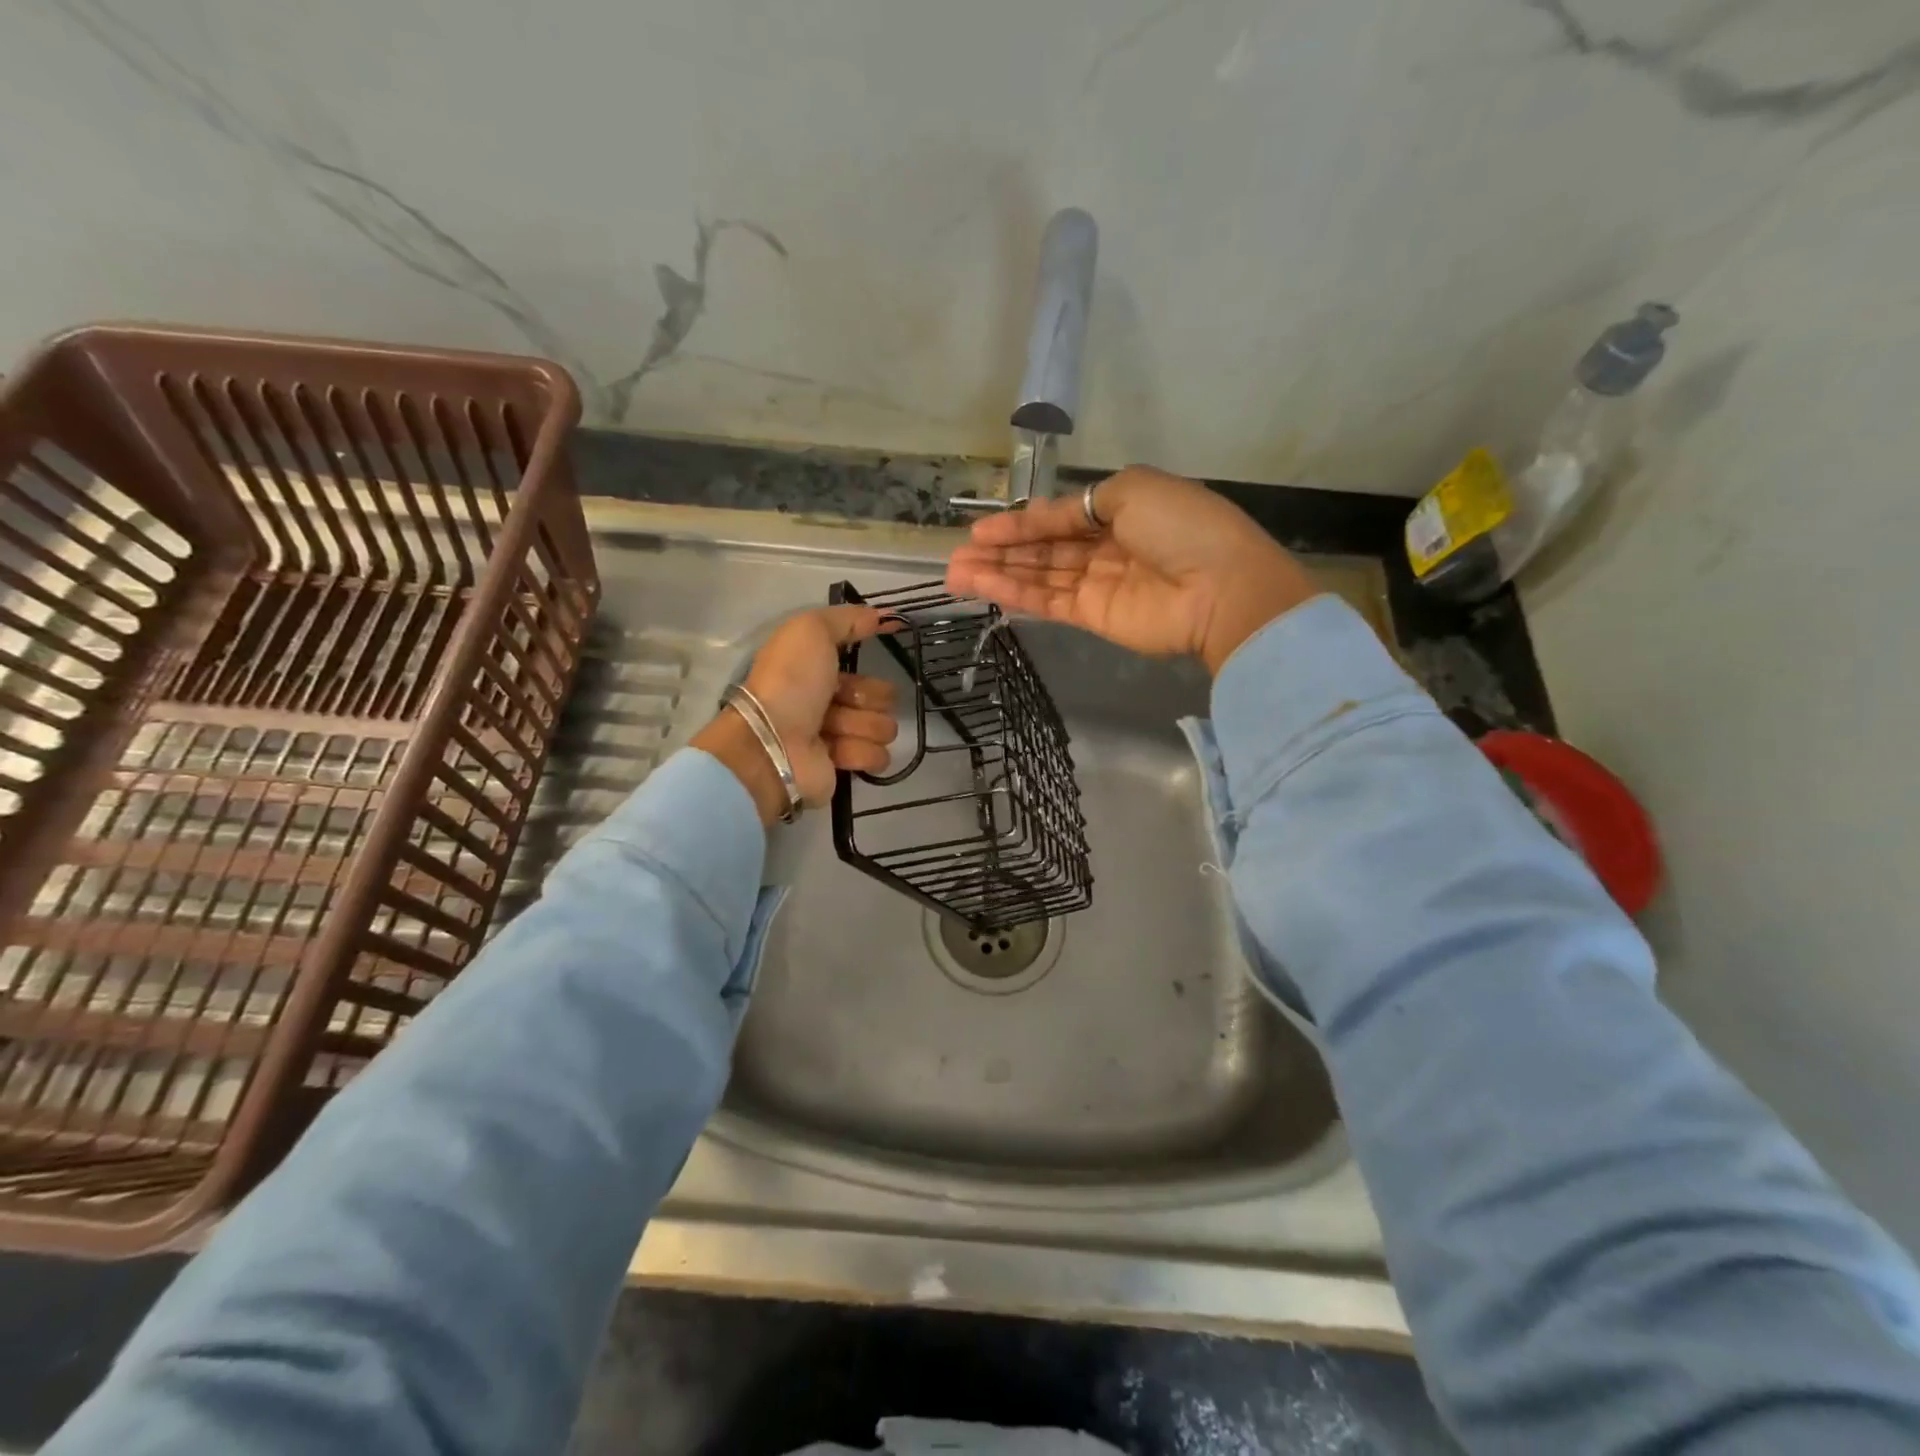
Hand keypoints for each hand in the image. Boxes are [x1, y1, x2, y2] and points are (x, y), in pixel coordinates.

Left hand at [692, 606, 898, 825]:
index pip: (864, 665)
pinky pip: (877, 756)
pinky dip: (861, 752)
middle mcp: (829, 702)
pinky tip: (838, 751)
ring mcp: (838, 737)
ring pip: (883, 727)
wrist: (772, 744)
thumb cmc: (789, 683)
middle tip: (843, 702)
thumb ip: (847, 619)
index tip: (869, 659)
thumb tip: (883, 616)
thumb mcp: (811, 631)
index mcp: (818, 672)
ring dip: (863, 726)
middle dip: (869, 698)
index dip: (868, 662)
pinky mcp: (845, 766)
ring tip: (834, 730)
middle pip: (882, 697)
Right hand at [945, 466, 1320, 673]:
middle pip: (1044, 549)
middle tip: (956, 556)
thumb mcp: (1134, 490)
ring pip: (1039, 576)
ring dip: (998, 573)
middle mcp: (1106, 547)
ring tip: (954, 574)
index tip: (980, 530)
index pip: (1059, 517)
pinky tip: (982, 587)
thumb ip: (1084, 502)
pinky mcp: (1093, 617)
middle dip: (1001, 550)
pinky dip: (1015, 593)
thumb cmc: (1181, 528)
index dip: (1021, 522)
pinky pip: (1048, 601)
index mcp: (1121, 510)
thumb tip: (1053, 516)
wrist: (1220, 589)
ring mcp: (1099, 585)